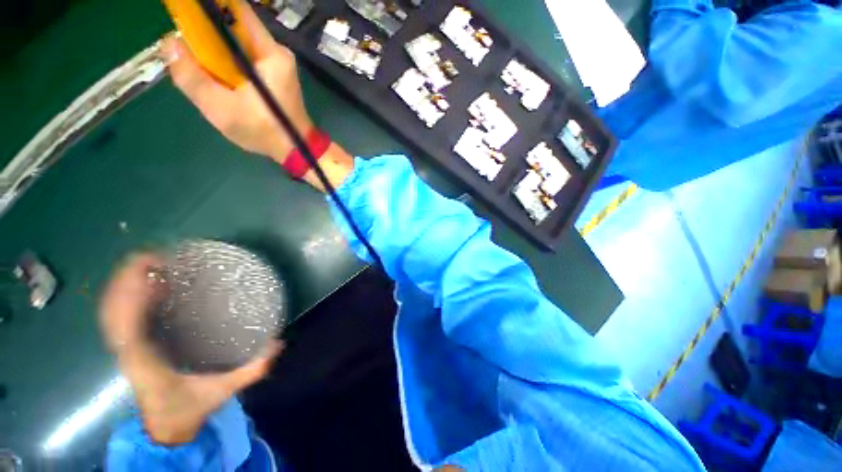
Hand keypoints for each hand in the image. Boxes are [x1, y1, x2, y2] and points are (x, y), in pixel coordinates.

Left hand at [100, 254, 281, 444]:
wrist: (165, 429)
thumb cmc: (188, 409)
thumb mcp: (223, 391)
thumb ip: (251, 369)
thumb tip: (278, 343)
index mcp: (145, 361)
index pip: (127, 323)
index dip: (134, 294)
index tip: (155, 270)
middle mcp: (128, 352)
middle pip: (113, 310)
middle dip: (126, 280)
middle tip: (155, 257)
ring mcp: (125, 350)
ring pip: (111, 312)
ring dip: (123, 285)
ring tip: (149, 264)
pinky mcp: (129, 348)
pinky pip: (118, 318)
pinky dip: (124, 298)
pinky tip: (144, 287)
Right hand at [162, 1, 312, 163]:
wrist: (297, 151)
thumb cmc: (265, 132)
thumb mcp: (221, 109)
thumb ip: (191, 77)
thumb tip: (170, 43)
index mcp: (270, 53)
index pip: (236, 10)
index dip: (209, 6)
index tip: (186, 12)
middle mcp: (276, 52)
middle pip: (235, 25)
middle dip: (208, 31)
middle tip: (188, 45)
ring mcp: (278, 64)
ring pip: (238, 41)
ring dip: (216, 48)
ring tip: (201, 64)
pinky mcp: (276, 75)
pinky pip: (245, 56)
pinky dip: (228, 60)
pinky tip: (219, 76)